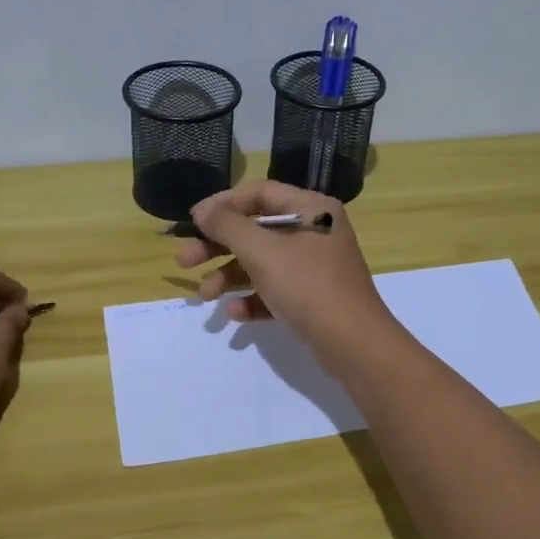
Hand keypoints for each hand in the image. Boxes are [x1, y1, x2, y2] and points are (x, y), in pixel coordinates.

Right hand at [175, 181, 400, 368]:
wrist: (355, 345)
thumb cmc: (308, 287)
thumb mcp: (263, 252)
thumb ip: (228, 225)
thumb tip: (202, 210)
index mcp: (311, 209)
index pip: (259, 193)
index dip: (222, 204)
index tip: (192, 222)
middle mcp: (314, 231)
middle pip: (256, 229)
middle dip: (218, 246)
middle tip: (184, 261)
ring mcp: (314, 266)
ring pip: (261, 262)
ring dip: (229, 276)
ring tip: (204, 296)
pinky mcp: (312, 297)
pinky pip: (274, 289)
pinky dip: (252, 298)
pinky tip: (235, 313)